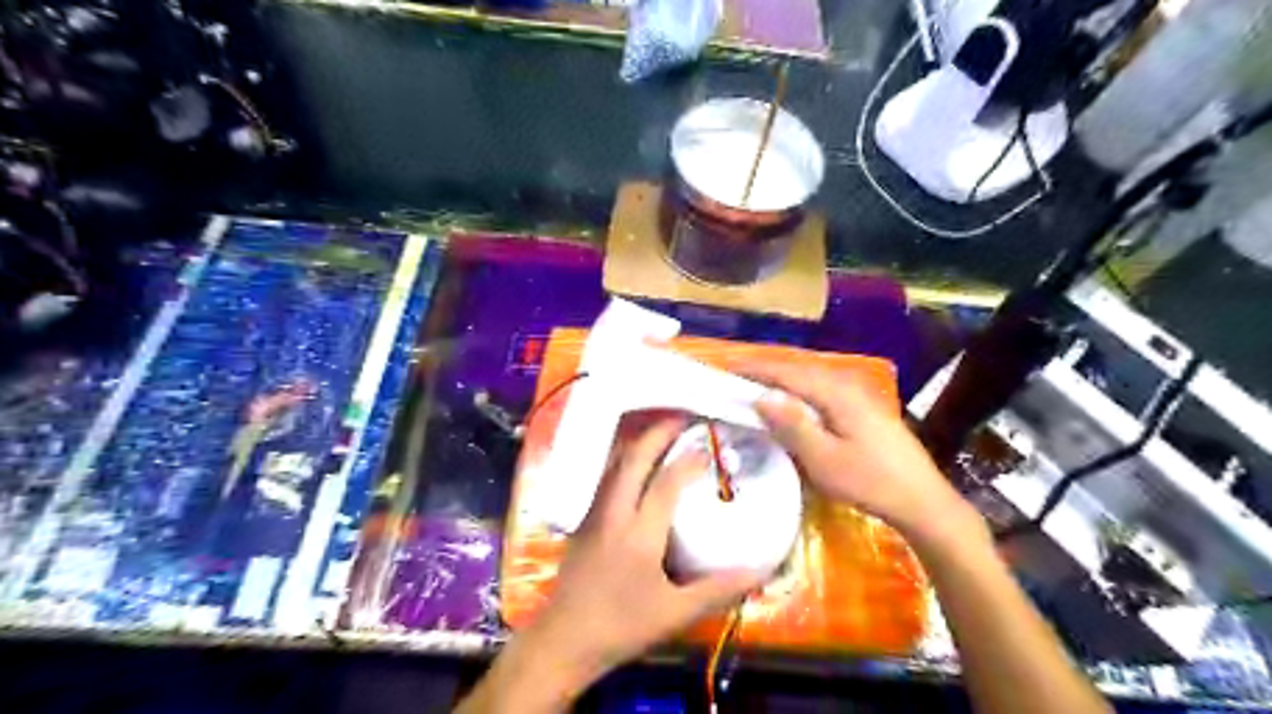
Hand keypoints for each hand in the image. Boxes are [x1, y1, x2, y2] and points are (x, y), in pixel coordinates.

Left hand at [522, 413, 758, 691]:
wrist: (564, 639)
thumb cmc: (621, 627)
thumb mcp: (675, 613)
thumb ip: (719, 589)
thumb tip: (762, 570)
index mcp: (639, 533)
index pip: (666, 482)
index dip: (690, 459)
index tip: (711, 444)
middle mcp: (614, 512)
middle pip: (634, 458)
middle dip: (659, 432)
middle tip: (684, 417)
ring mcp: (594, 512)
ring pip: (615, 462)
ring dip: (639, 441)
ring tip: (663, 430)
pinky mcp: (584, 518)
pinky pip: (606, 475)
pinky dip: (625, 457)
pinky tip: (637, 461)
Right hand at [742, 363, 975, 547]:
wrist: (922, 499)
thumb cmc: (869, 481)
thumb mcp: (824, 459)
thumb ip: (791, 425)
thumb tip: (760, 396)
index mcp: (834, 391)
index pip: (785, 372)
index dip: (753, 368)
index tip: (724, 369)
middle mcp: (846, 384)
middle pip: (797, 370)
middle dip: (764, 371)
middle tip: (733, 378)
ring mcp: (857, 394)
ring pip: (809, 379)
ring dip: (780, 381)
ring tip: (753, 387)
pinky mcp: (862, 408)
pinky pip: (820, 390)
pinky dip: (797, 392)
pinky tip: (789, 404)